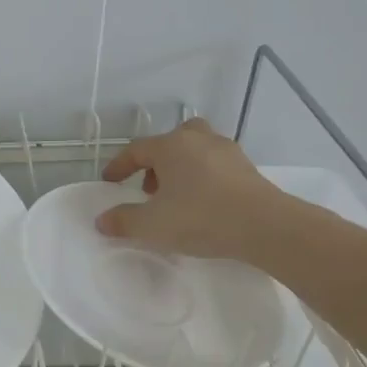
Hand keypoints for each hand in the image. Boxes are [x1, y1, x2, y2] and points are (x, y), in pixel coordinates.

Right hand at [96, 118, 287, 261]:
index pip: (136, 150)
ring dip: (181, 167)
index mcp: (171, 146)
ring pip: (196, 150)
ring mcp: (227, 152)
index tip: (110, 182)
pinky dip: (203, 177)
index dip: (119, 166)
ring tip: (177, 196)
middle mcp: (198, 140)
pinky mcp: (247, 169)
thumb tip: (102, 220)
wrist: (264, 226)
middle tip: (150, 187)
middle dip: (156, 161)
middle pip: (171, 140)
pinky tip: (203, 202)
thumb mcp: (152, 225)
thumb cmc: (200, 218)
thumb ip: (123, 221)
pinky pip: (216, 165)